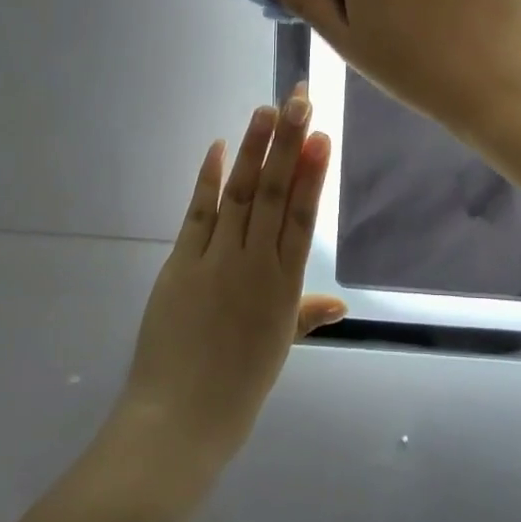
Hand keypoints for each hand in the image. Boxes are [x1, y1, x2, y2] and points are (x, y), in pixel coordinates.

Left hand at [117, 91, 344, 475]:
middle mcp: (254, 264)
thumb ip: (306, 315)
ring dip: (253, 150)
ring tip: (266, 110)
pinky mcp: (182, 262)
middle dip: (287, 144)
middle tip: (298, 100)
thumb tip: (340, 303)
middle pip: (275, 194)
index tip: (321, 135)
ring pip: (241, 194)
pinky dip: (209, 178)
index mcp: (284, 286)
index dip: (312, 174)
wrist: (180, 421)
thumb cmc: (237, 388)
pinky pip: (199, 212)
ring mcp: (216, 260)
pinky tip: (219, 146)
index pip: (303, 217)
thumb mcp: (278, 347)